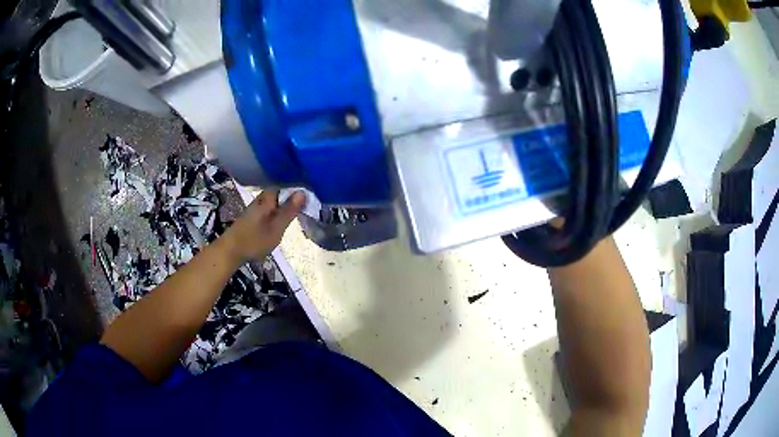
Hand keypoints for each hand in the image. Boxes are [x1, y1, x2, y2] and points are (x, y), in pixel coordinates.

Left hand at [224, 190, 305, 262]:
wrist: (230, 251)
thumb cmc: (254, 240)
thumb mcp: (276, 228)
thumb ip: (289, 210)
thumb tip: (303, 192)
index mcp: (268, 198)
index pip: (286, 185)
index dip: (298, 187)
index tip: (311, 193)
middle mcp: (261, 199)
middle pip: (280, 192)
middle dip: (292, 196)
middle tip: (308, 203)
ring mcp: (256, 207)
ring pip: (275, 201)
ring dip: (285, 204)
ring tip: (299, 210)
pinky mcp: (253, 216)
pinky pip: (270, 208)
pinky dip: (278, 211)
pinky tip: (283, 217)